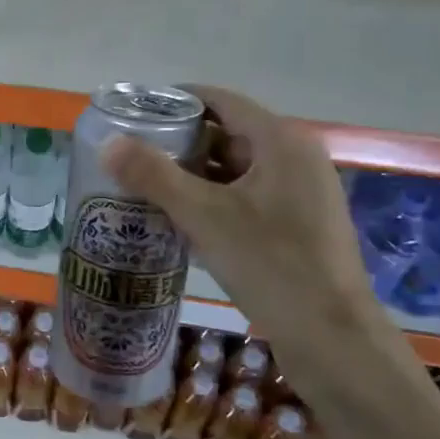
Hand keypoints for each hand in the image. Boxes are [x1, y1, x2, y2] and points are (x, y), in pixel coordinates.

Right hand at [99, 85, 372, 349]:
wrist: (331, 337)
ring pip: (235, 170)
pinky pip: (245, 198)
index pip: (222, 101)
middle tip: (131, 153)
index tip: (135, 112)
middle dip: (178, 142)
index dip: (177, 101)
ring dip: (192, 175)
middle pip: (228, 134)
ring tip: (144, 185)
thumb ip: (154, 176)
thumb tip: (108, 143)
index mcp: (281, 142)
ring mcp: (299, 194)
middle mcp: (295, 159)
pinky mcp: (297, 226)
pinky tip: (178, 219)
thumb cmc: (271, 264)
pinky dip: (211, 200)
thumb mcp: (204, 216)